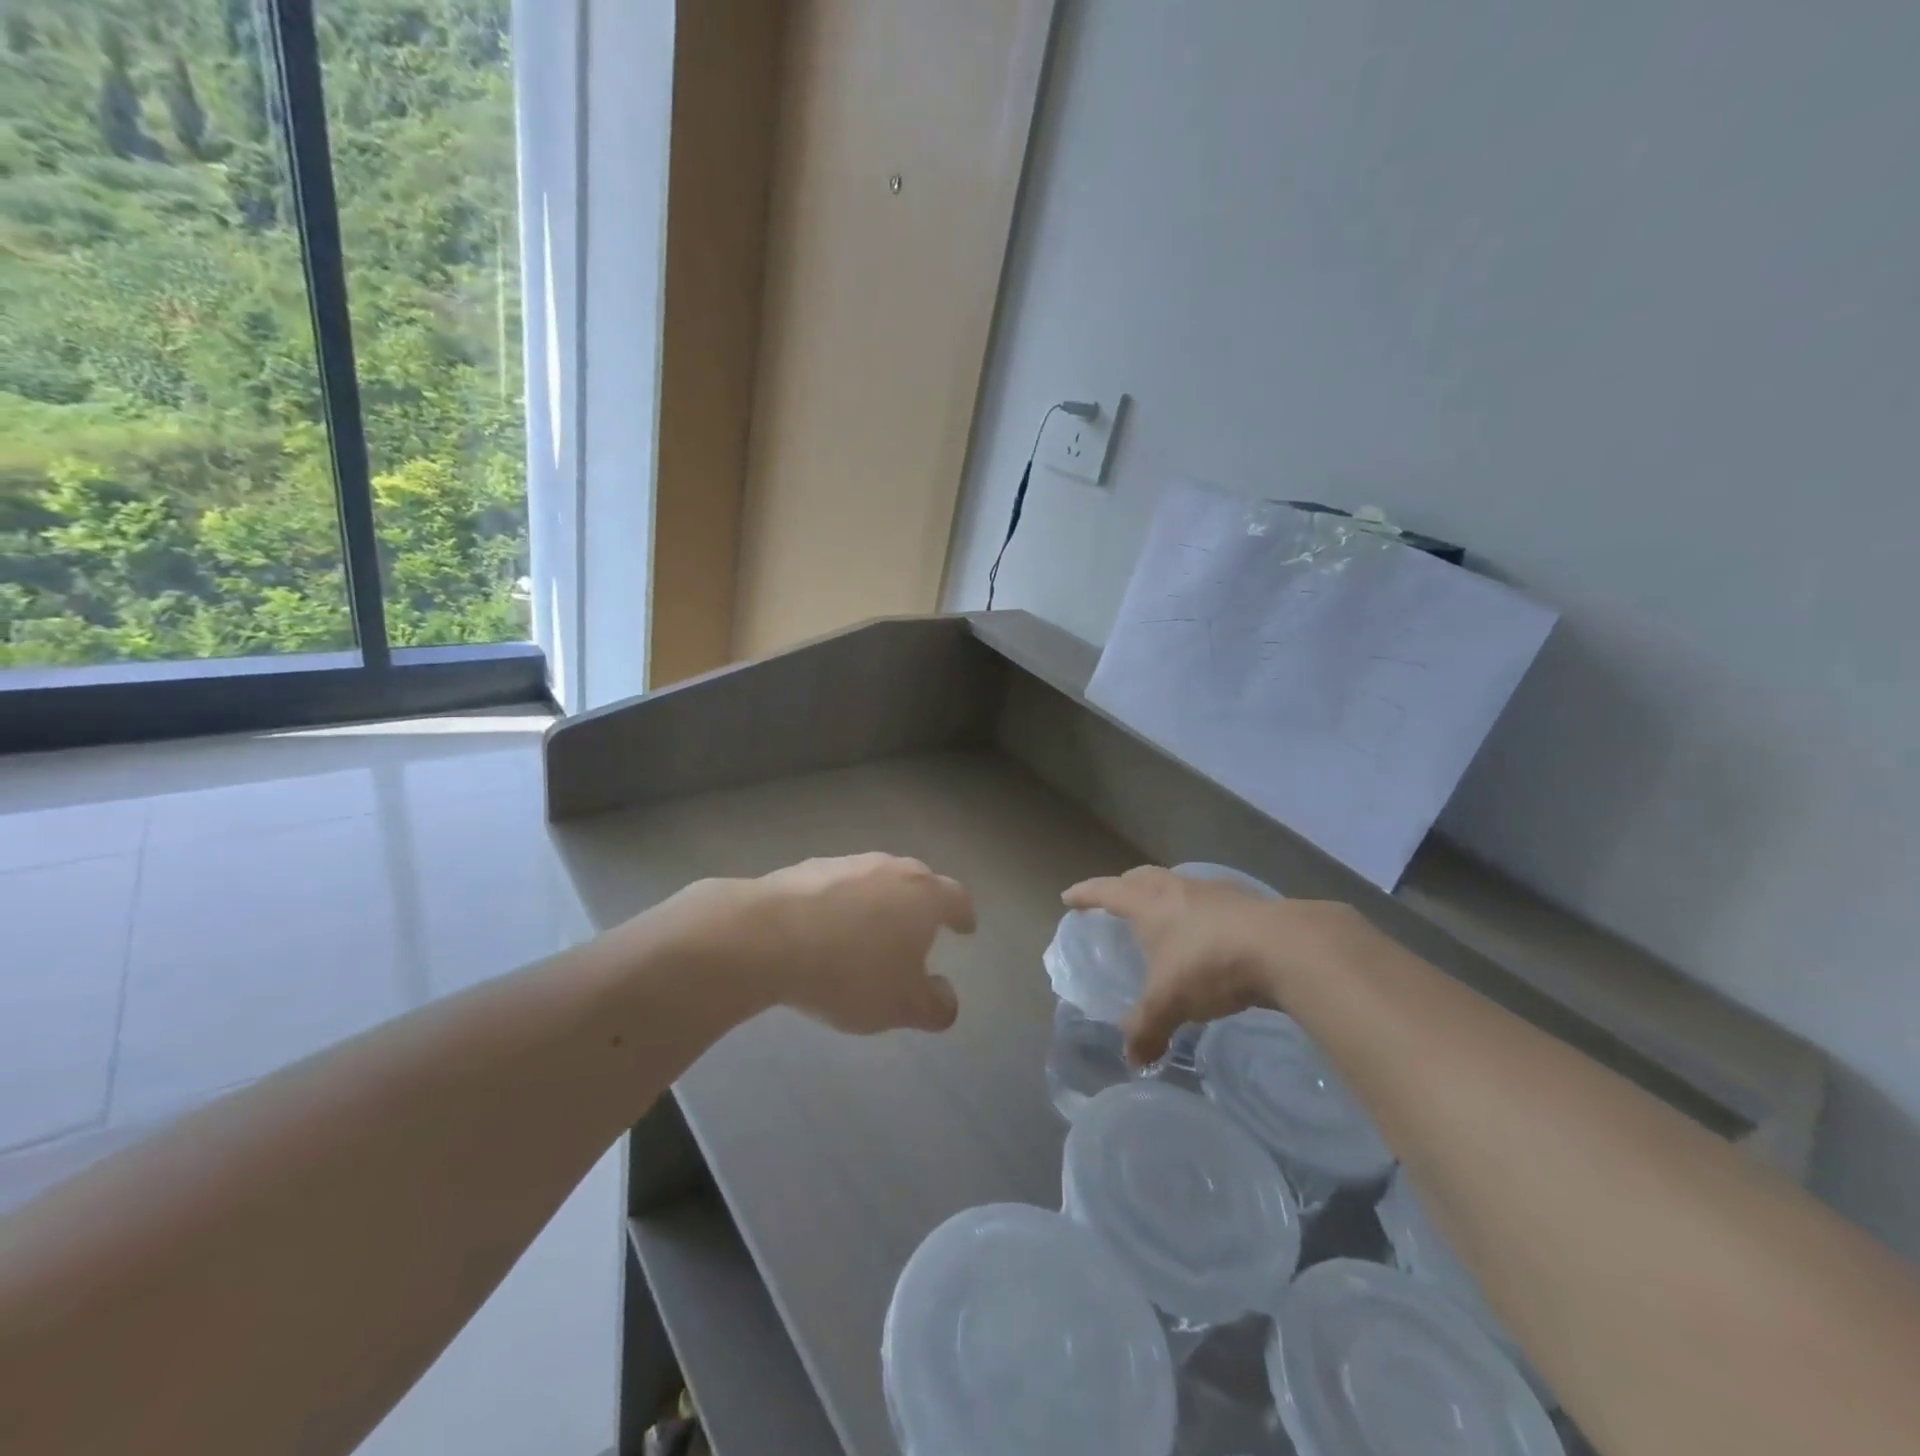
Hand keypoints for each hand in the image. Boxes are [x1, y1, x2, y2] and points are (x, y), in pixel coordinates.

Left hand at [672, 854, 974, 1034]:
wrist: (766, 936)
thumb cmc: (849, 972)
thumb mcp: (900, 1006)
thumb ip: (934, 1005)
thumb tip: (947, 998)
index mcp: (923, 896)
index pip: (956, 899)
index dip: (963, 915)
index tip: (965, 926)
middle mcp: (891, 869)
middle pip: (917, 881)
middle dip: (922, 903)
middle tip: (919, 928)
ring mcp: (848, 863)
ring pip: (875, 879)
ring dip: (879, 901)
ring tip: (869, 931)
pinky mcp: (807, 867)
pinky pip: (837, 885)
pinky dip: (840, 903)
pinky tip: (825, 929)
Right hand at [1062, 866, 1367, 1064]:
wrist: (1285, 947)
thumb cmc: (1210, 964)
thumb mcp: (1170, 1002)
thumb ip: (1147, 1028)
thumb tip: (1133, 1060)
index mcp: (1148, 903)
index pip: (1106, 891)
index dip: (1085, 894)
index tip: (1068, 897)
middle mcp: (1176, 888)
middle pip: (1141, 877)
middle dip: (1123, 886)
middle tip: (1115, 901)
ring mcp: (1213, 891)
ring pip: (1177, 885)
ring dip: (1164, 896)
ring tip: (1163, 918)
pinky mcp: (1246, 901)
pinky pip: (1210, 900)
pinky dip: (1199, 912)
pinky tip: (1209, 934)